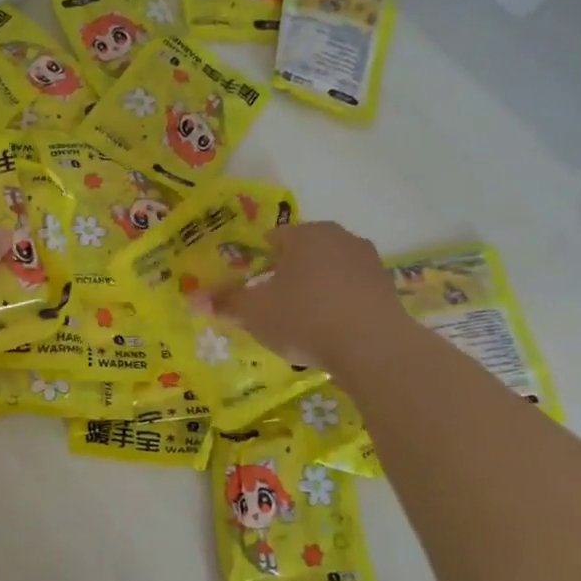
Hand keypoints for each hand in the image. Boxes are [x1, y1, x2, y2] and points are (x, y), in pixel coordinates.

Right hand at [213, 221, 406, 370]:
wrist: (372, 346)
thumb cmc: (304, 318)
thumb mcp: (254, 313)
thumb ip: (225, 302)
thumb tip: (194, 298)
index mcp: (304, 234)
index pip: (270, 240)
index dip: (254, 264)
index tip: (247, 289)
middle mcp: (339, 237)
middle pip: (301, 254)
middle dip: (285, 277)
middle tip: (269, 307)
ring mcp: (368, 261)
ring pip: (327, 272)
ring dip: (313, 291)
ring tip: (299, 323)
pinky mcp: (387, 288)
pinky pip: (349, 292)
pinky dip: (336, 305)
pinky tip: (327, 331)